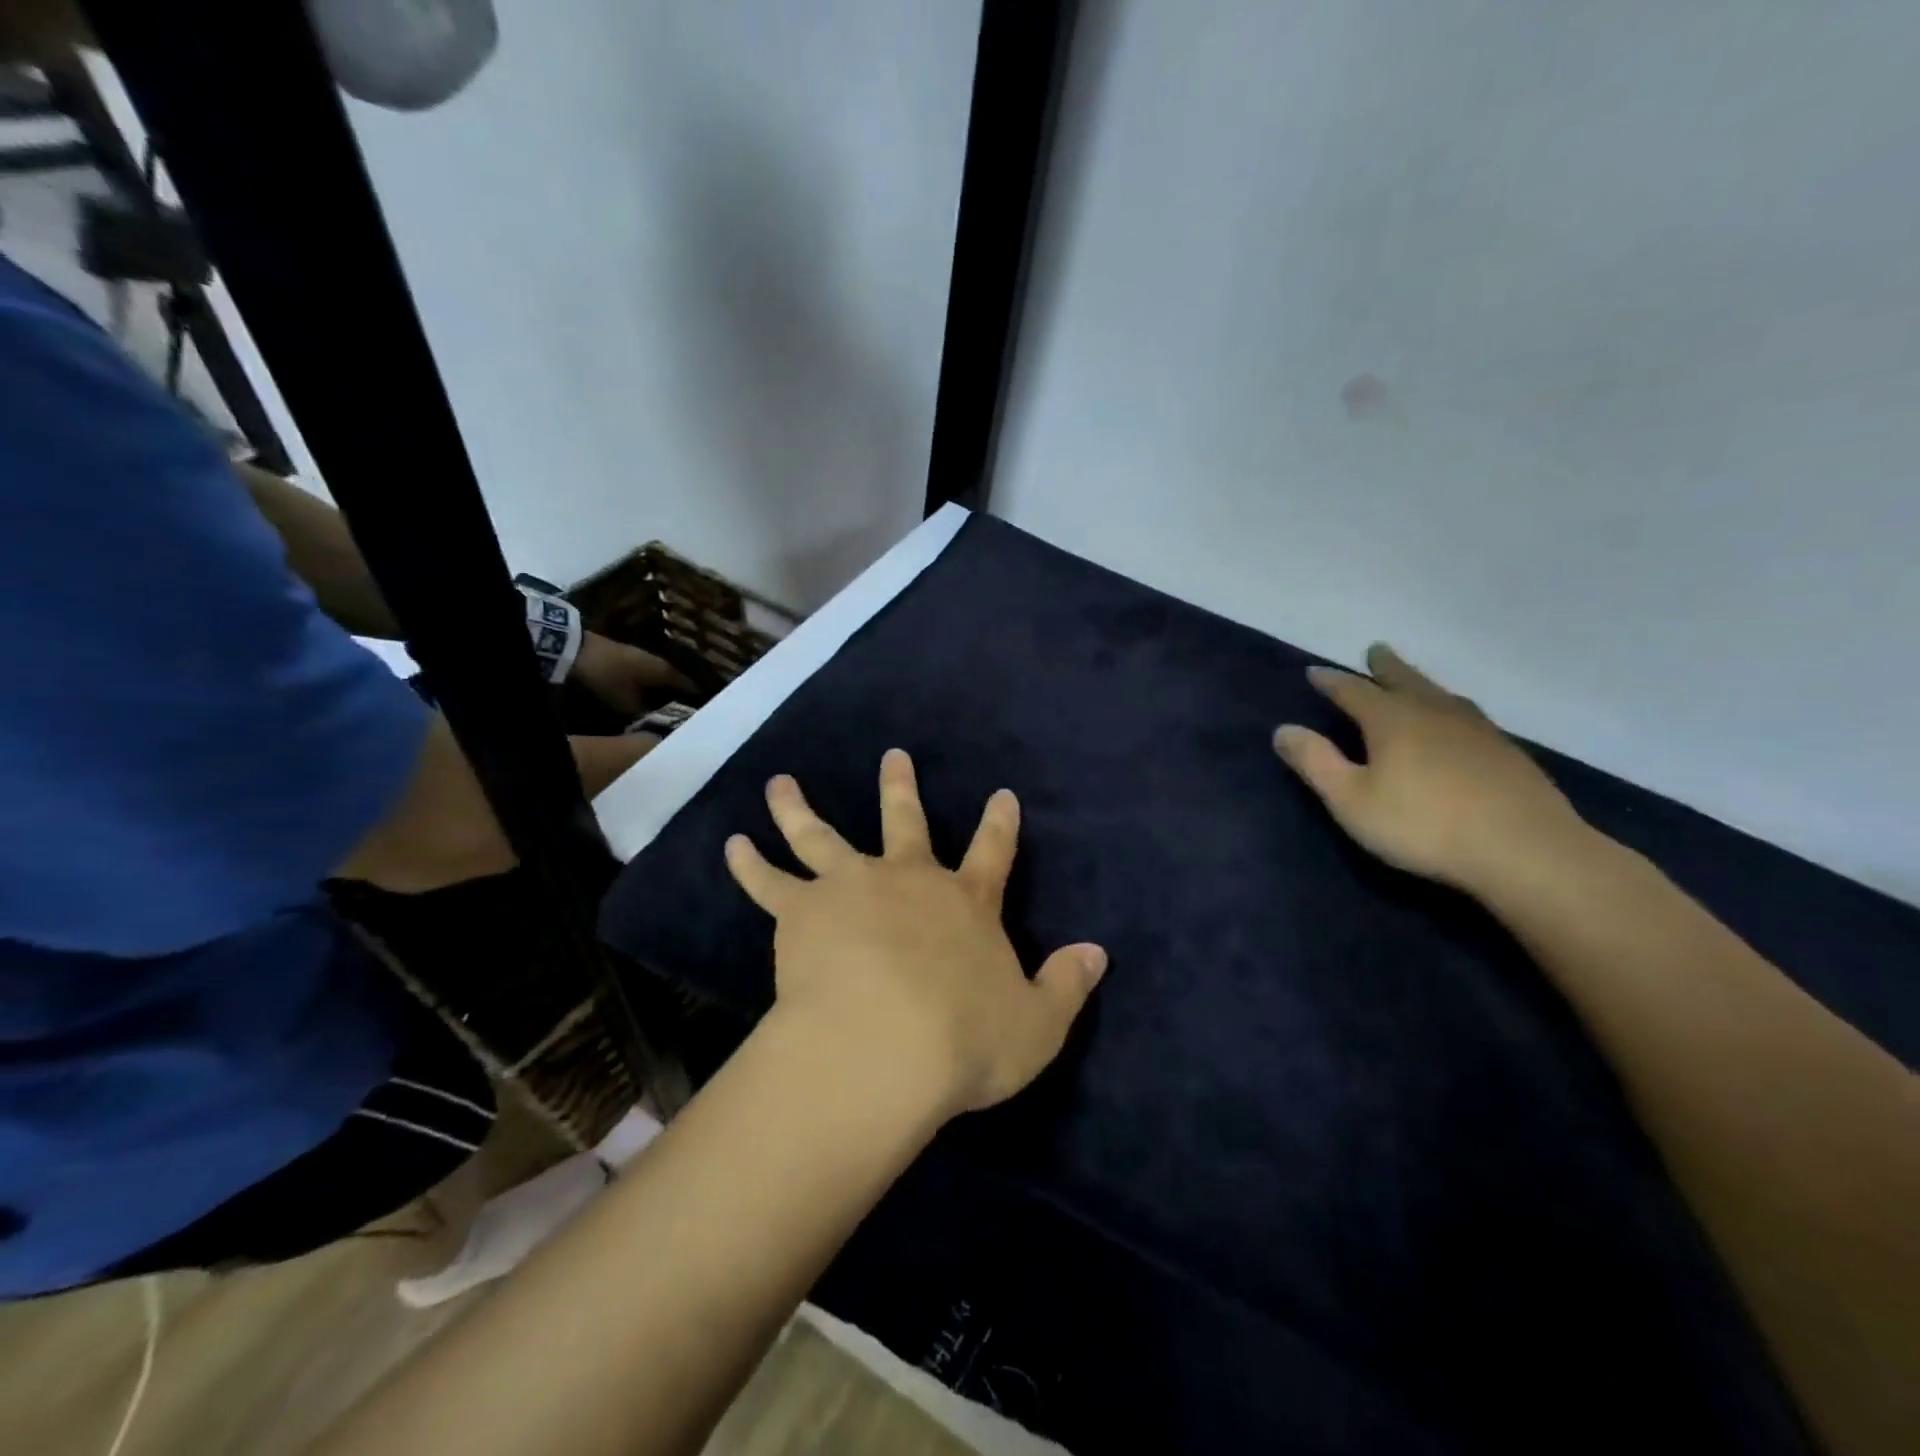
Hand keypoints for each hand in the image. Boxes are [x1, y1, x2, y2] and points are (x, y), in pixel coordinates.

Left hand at [570, 631, 692, 717]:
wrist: (575, 649)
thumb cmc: (607, 676)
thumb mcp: (624, 702)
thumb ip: (643, 715)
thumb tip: (656, 725)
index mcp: (664, 671)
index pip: (688, 686)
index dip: (696, 698)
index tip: (704, 711)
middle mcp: (659, 662)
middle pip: (676, 681)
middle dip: (682, 695)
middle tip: (688, 711)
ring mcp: (643, 657)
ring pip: (661, 678)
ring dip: (665, 690)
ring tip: (671, 705)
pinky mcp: (629, 658)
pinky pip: (648, 675)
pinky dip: (652, 685)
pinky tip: (650, 695)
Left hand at [724, 749, 1107, 1119]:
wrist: (882, 1047)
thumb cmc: (964, 1041)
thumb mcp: (1036, 1024)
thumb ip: (1066, 985)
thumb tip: (1098, 954)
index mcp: (965, 903)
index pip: (992, 852)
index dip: (1000, 823)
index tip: (1002, 794)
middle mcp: (908, 880)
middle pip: (905, 821)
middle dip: (900, 787)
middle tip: (892, 756)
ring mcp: (851, 887)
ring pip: (821, 834)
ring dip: (799, 807)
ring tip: (779, 784)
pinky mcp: (802, 910)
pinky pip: (768, 881)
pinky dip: (749, 862)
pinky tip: (732, 844)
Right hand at [1273, 643, 1589, 896]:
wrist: (1525, 850)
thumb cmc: (1423, 825)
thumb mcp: (1351, 800)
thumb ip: (1315, 763)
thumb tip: (1283, 729)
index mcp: (1392, 720)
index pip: (1353, 690)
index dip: (1331, 681)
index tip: (1314, 672)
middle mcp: (1434, 713)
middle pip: (1404, 680)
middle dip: (1384, 666)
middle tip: (1375, 651)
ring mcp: (1476, 730)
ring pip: (1441, 694)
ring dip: (1420, 683)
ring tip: (1413, 682)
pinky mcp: (1505, 752)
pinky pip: (1467, 715)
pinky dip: (1449, 708)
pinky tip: (1456, 723)